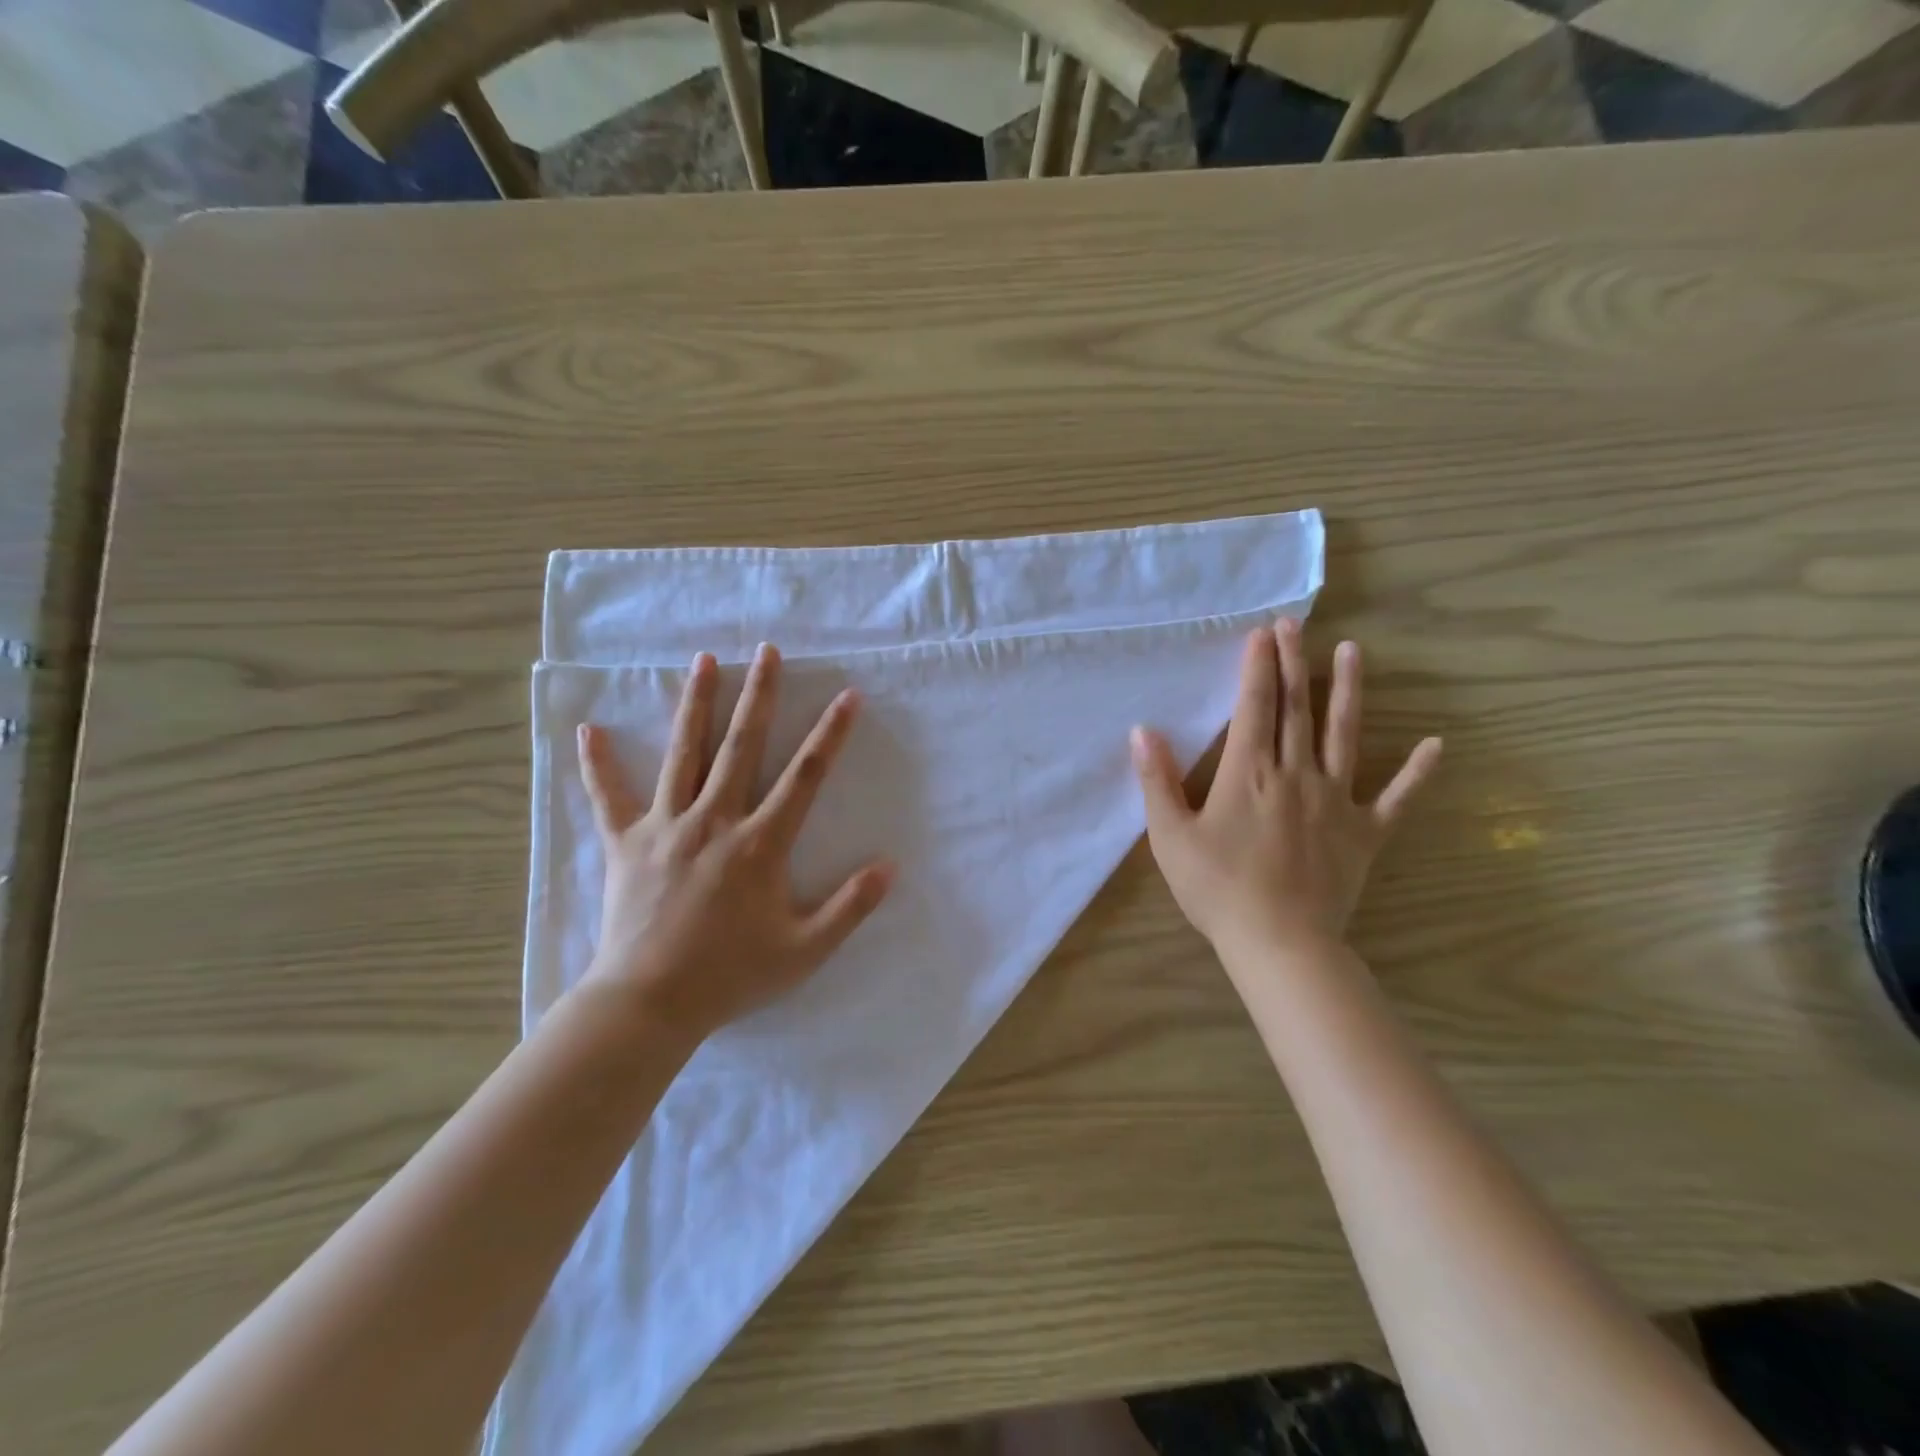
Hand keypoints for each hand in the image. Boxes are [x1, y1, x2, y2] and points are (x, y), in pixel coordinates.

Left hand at [575, 645, 893, 1045]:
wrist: (649, 1004)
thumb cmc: (731, 975)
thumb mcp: (804, 950)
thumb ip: (850, 907)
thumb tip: (890, 867)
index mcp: (760, 843)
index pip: (805, 776)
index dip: (830, 734)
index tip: (848, 696)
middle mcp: (715, 820)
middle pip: (740, 746)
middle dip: (759, 695)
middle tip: (767, 651)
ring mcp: (666, 827)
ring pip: (683, 754)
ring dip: (695, 704)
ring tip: (703, 661)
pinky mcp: (627, 843)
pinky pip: (609, 797)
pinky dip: (598, 764)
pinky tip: (588, 730)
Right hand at [1131, 620, 1439, 960]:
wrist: (1278, 943)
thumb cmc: (1217, 889)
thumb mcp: (1170, 837)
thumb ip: (1157, 781)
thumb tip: (1142, 732)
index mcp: (1249, 774)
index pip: (1254, 707)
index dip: (1257, 667)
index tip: (1261, 633)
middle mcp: (1296, 774)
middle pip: (1296, 708)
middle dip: (1293, 662)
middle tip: (1295, 624)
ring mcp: (1336, 801)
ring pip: (1344, 735)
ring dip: (1348, 691)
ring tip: (1353, 651)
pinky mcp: (1365, 832)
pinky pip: (1396, 798)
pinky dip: (1417, 772)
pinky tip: (1435, 744)